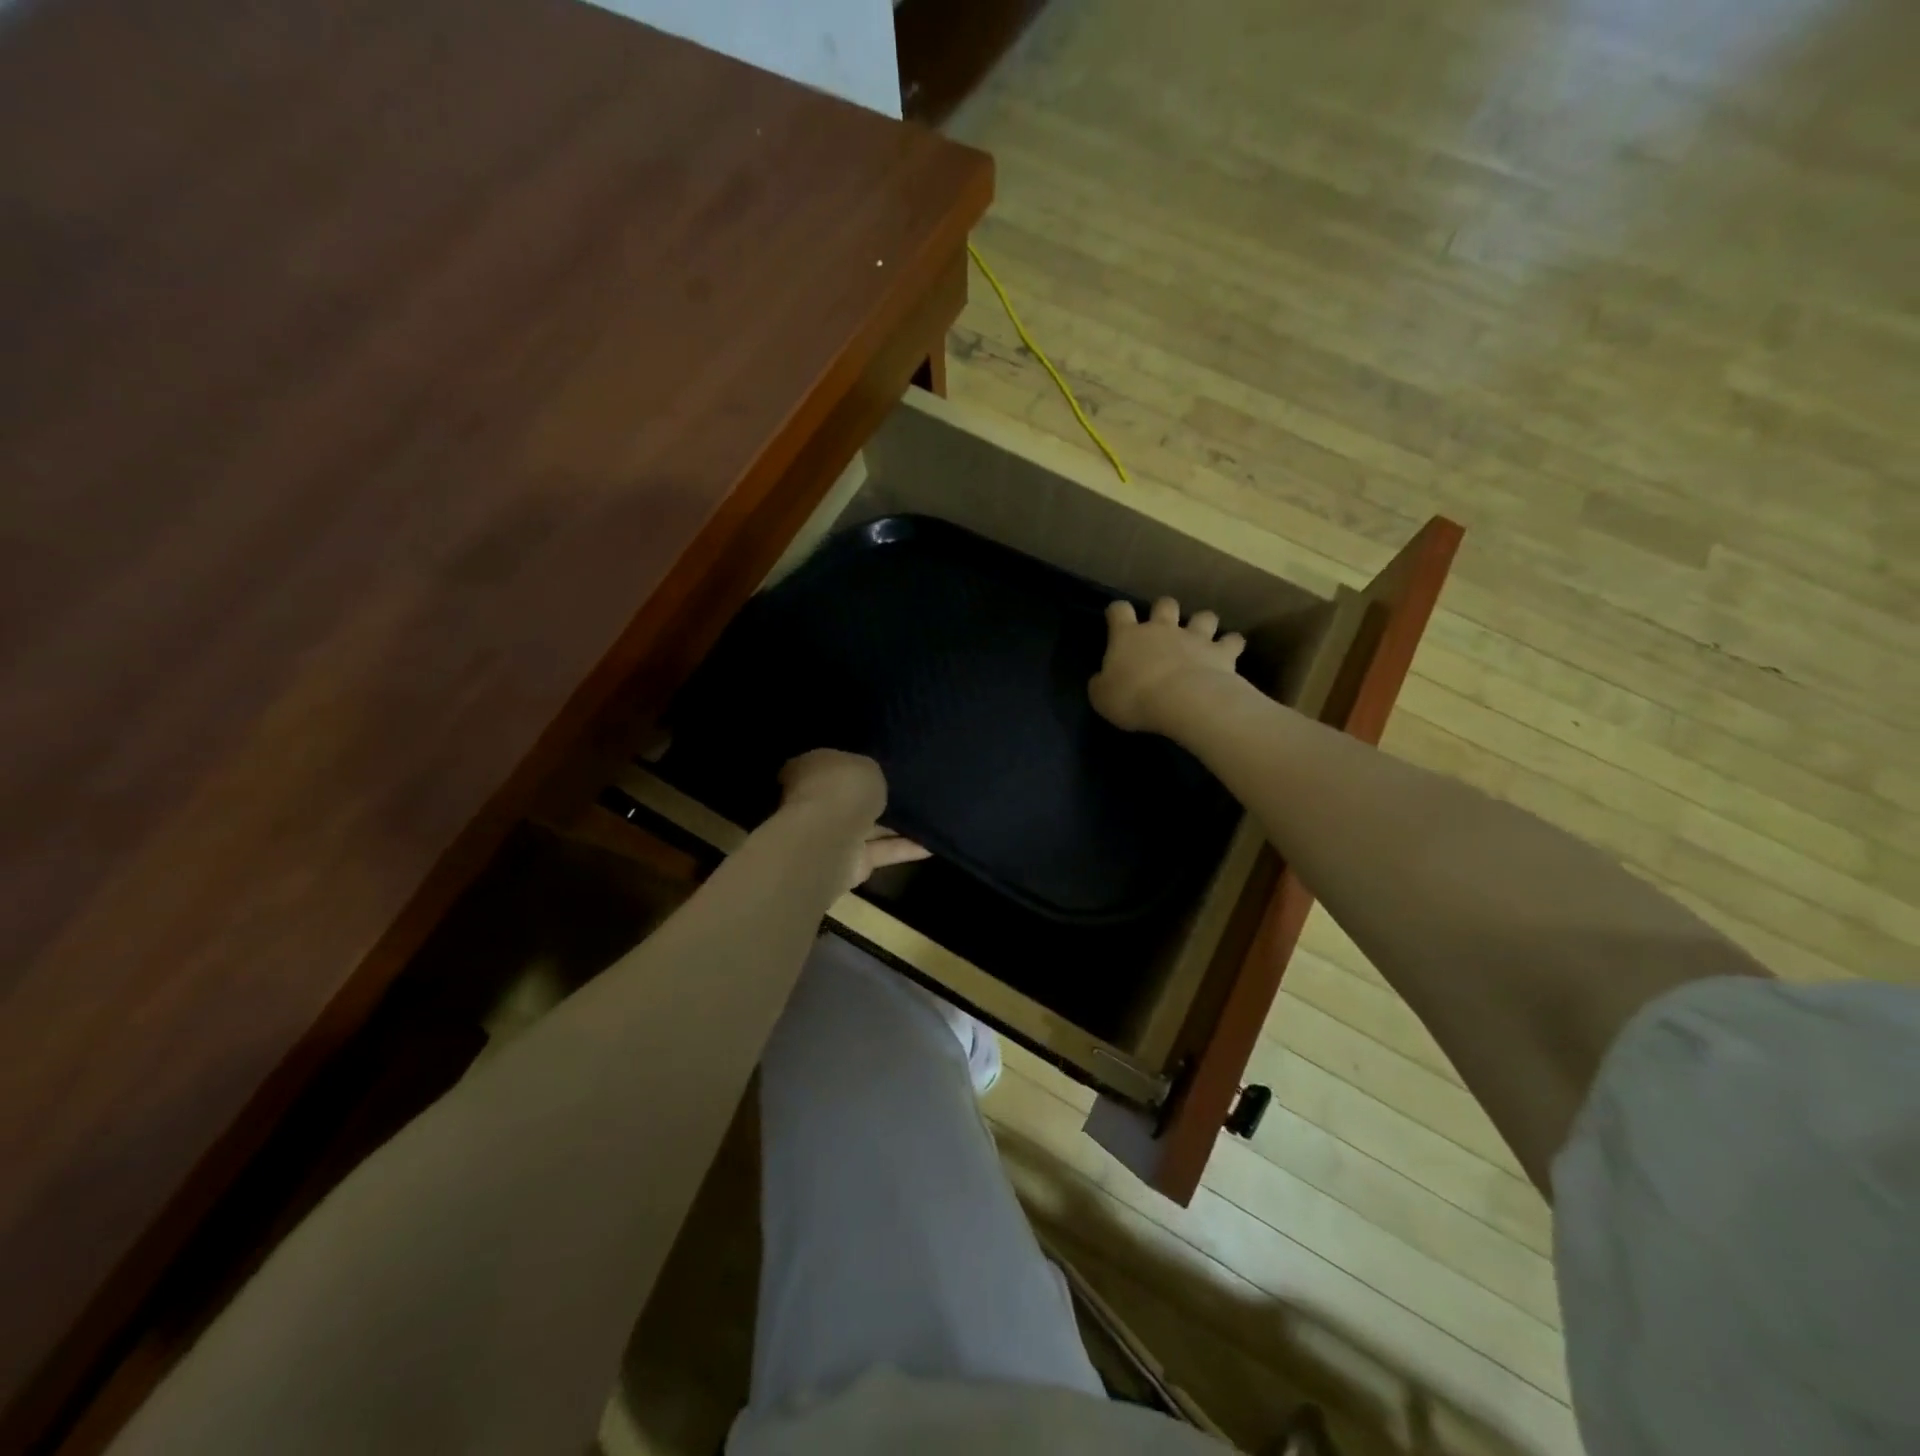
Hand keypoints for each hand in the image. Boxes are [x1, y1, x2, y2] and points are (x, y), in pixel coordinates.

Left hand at [778, 749, 930, 890]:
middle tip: (911, 787)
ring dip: (897, 825)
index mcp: (810, 771)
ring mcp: (833, 837)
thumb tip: (871, 777)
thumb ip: (869, 771)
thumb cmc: (840, 789)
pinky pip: (884, 850)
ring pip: (871, 827)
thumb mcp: (863, 765)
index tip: (883, 762)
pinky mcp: (853, 863)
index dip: (855, 764)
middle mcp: (816, 804)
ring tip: (931, 814)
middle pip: (851, 799)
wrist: (829, 838)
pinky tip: (933, 843)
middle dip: (875, 797)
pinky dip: (907, 848)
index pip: (832, 765)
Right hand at [1089, 597, 1245, 732]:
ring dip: (1202, 623)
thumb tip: (1102, 679)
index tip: (1116, 618)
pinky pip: (1232, 641)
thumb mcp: (1102, 698)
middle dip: (1164, 610)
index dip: (1117, 612)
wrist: (1183, 701)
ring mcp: (1195, 638)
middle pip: (1165, 605)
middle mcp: (1162, 629)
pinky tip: (1230, 650)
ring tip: (1202, 635)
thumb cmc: (1134, 698)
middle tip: (1164, 625)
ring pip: (1203, 617)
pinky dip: (1231, 644)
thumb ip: (1101, 684)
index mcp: (1128, 637)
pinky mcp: (1221, 652)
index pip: (1119, 611)